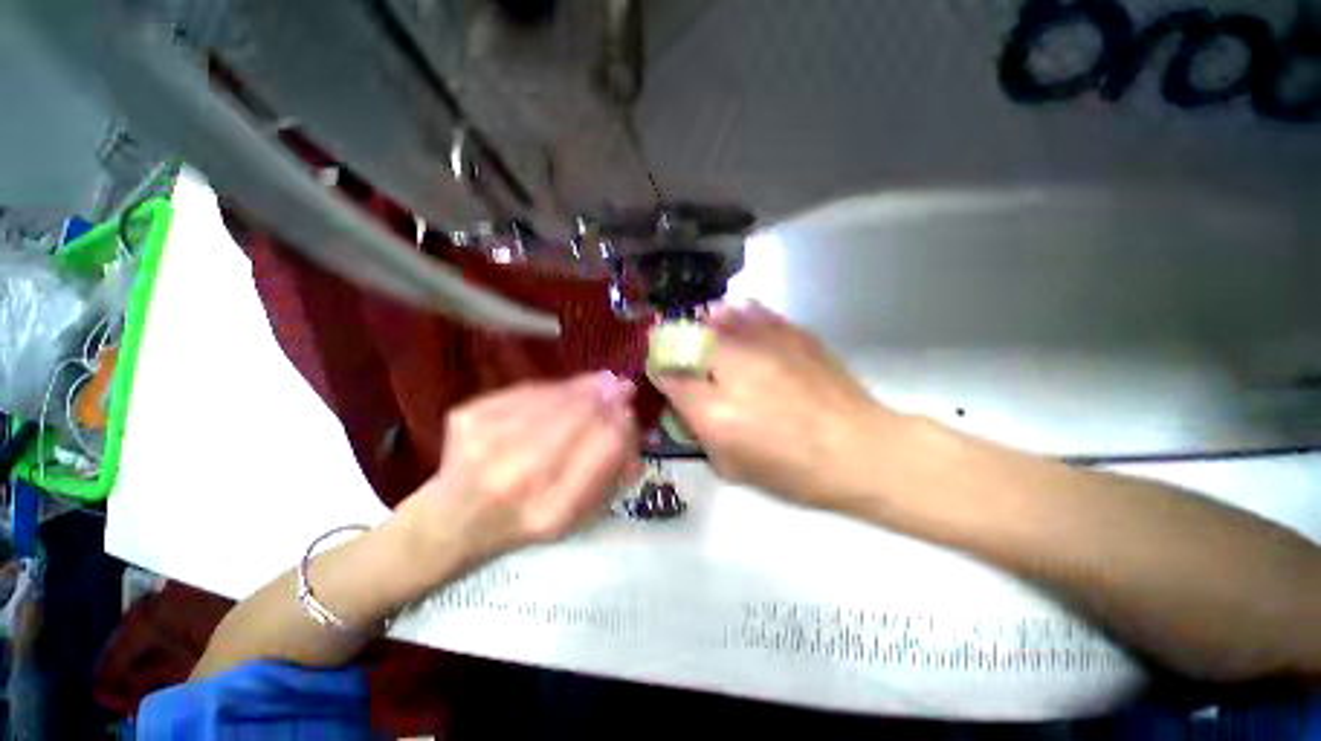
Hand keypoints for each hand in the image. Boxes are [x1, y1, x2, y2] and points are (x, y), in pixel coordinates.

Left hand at [397, 372, 638, 568]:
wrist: (453, 520)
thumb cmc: (523, 522)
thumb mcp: (575, 516)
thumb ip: (612, 473)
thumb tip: (634, 427)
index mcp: (552, 510)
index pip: (606, 446)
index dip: (623, 422)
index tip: (630, 412)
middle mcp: (519, 476)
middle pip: (580, 415)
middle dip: (608, 396)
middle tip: (622, 387)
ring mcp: (488, 442)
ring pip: (555, 397)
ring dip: (585, 386)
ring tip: (600, 383)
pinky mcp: (468, 417)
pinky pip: (527, 391)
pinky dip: (553, 389)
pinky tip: (562, 392)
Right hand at [653, 304, 903, 514]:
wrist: (861, 449)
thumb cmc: (793, 469)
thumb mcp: (733, 465)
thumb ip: (699, 431)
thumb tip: (684, 399)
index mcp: (715, 410)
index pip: (668, 375)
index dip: (658, 367)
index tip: (659, 367)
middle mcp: (734, 369)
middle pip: (689, 338)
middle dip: (678, 341)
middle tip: (681, 349)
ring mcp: (766, 344)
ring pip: (720, 316)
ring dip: (705, 322)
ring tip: (706, 324)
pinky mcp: (793, 333)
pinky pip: (754, 312)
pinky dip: (738, 313)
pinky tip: (738, 317)